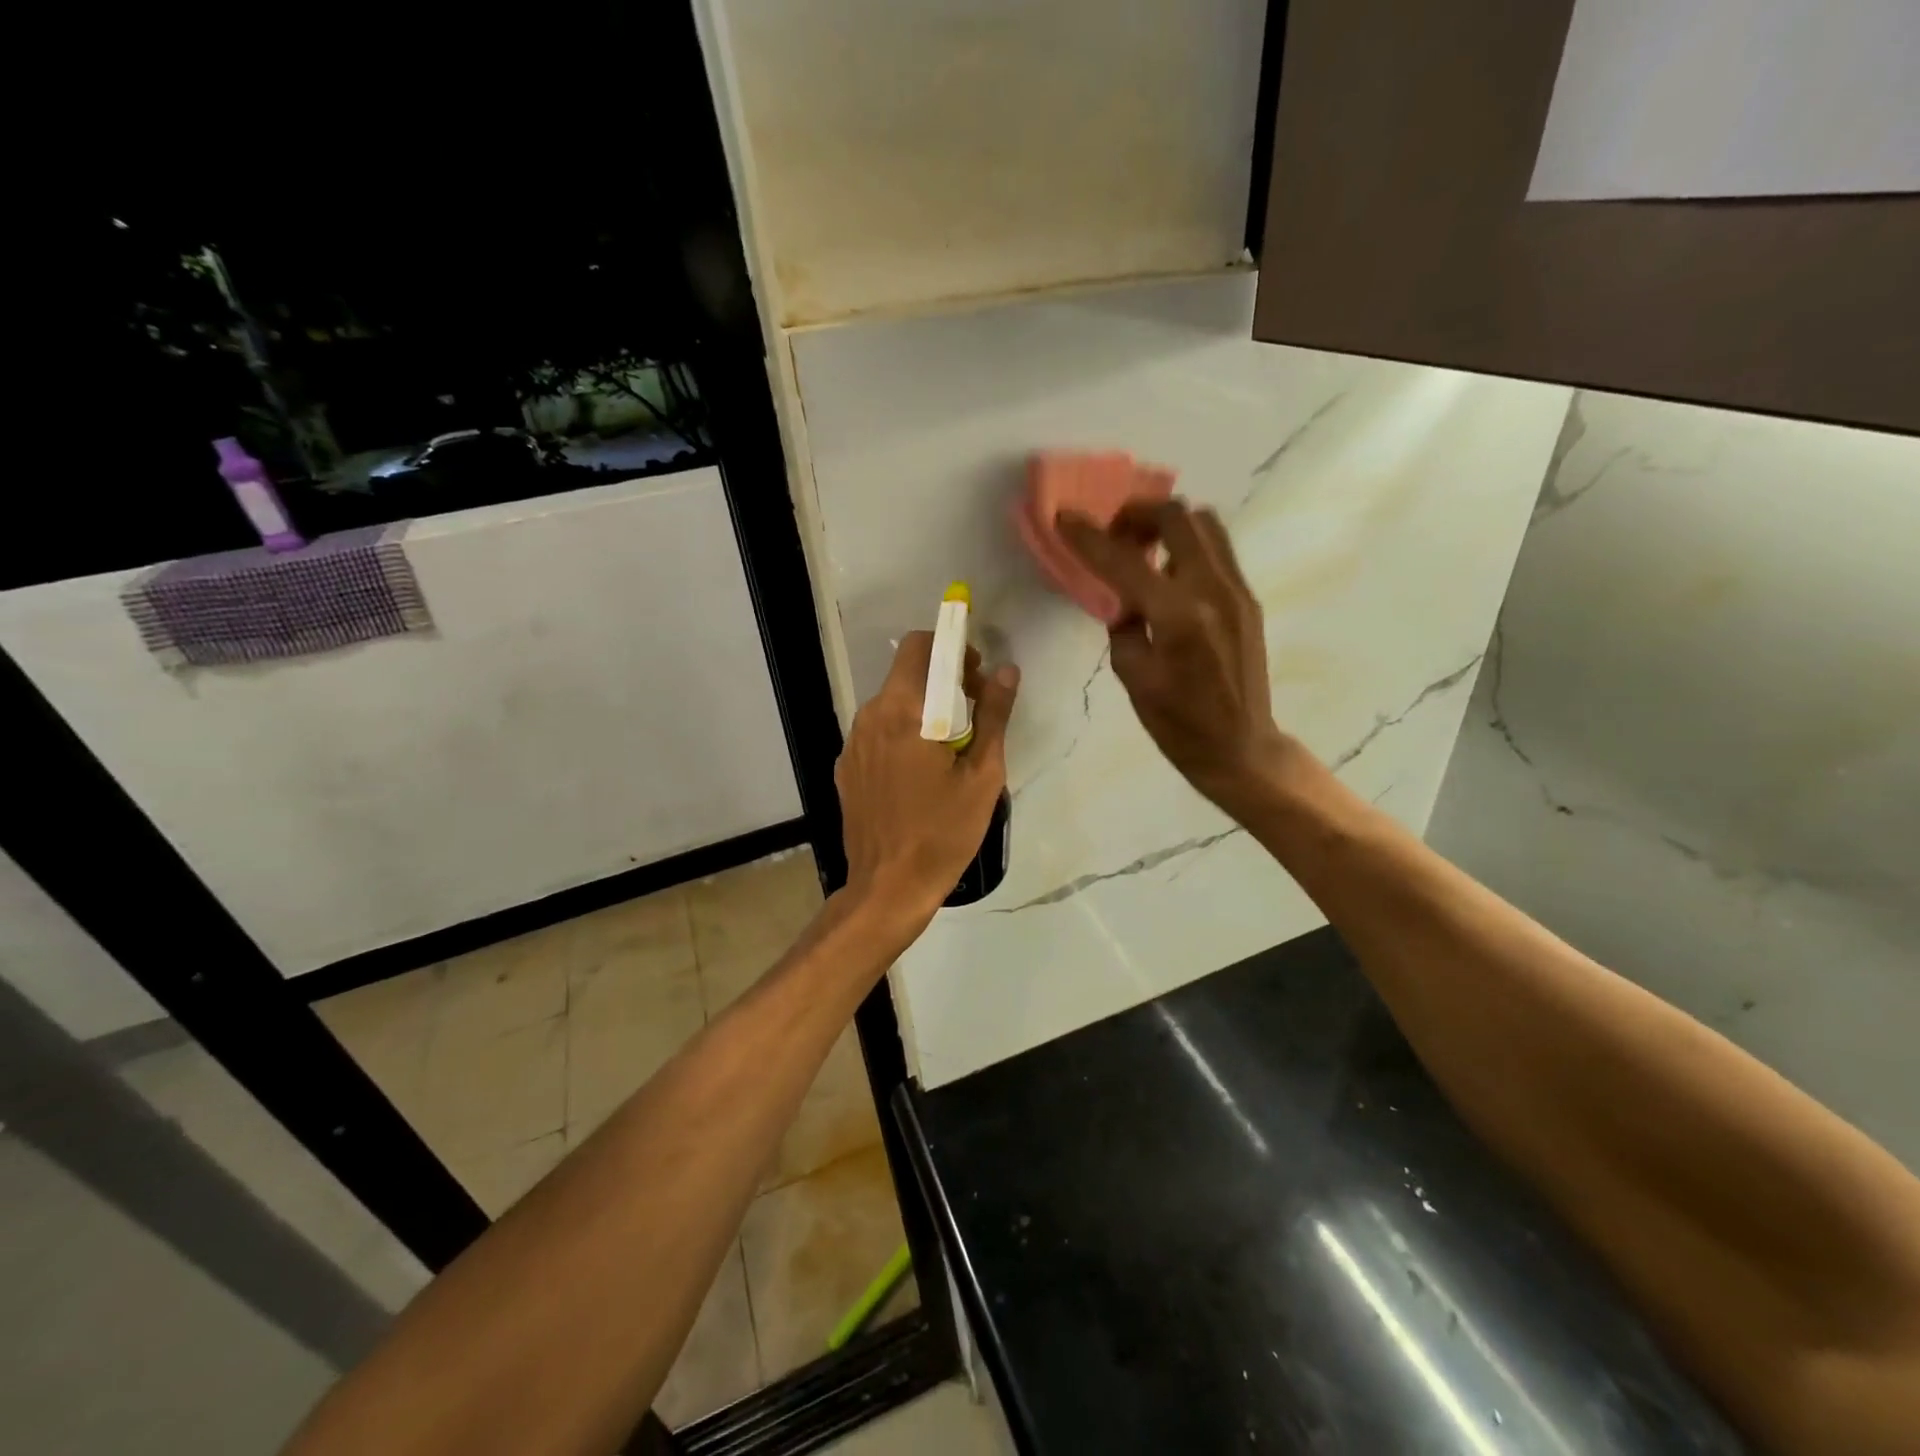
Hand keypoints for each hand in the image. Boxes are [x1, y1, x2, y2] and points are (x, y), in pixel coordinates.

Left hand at [835, 632, 1019, 928]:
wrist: (888, 888)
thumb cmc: (943, 833)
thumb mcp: (982, 776)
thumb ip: (994, 716)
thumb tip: (1006, 672)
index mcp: (903, 712)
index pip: (920, 646)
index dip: (951, 647)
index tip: (976, 672)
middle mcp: (870, 717)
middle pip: (906, 675)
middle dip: (942, 680)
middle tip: (975, 713)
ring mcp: (852, 744)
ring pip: (892, 704)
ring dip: (923, 709)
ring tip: (950, 749)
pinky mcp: (846, 768)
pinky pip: (878, 733)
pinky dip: (902, 734)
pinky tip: (920, 773)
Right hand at [1060, 500, 1290, 811]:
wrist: (1240, 746)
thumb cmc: (1178, 724)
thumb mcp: (1134, 677)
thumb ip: (1123, 624)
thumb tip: (1123, 596)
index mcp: (1177, 617)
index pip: (1124, 561)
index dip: (1089, 536)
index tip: (1065, 518)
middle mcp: (1212, 590)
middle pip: (1176, 517)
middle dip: (1137, 515)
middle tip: (1114, 537)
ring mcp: (1237, 590)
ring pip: (1204, 523)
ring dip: (1167, 525)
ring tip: (1143, 551)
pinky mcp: (1247, 597)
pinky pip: (1216, 548)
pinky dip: (1187, 545)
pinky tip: (1169, 574)